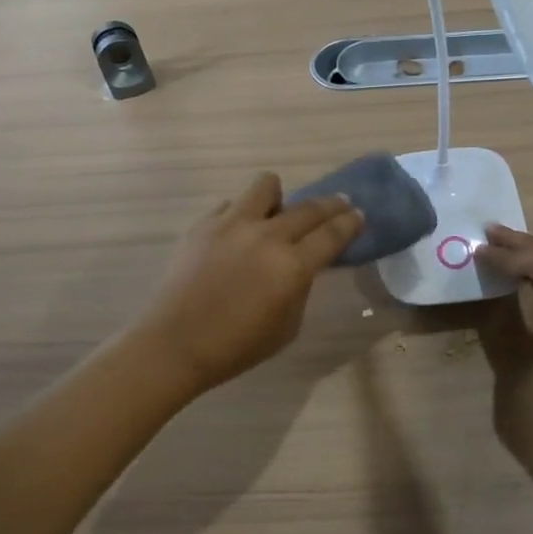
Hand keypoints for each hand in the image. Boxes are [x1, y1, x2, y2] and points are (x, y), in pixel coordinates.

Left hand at [135, 173, 364, 393]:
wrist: (173, 344)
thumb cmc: (236, 347)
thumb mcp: (287, 327)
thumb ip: (300, 288)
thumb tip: (301, 263)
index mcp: (292, 267)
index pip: (332, 234)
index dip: (350, 223)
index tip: (359, 214)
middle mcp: (266, 237)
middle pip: (309, 208)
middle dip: (330, 205)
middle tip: (338, 204)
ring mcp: (232, 224)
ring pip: (267, 186)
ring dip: (281, 197)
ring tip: (277, 212)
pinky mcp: (204, 224)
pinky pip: (232, 205)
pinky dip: (243, 214)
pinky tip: (239, 234)